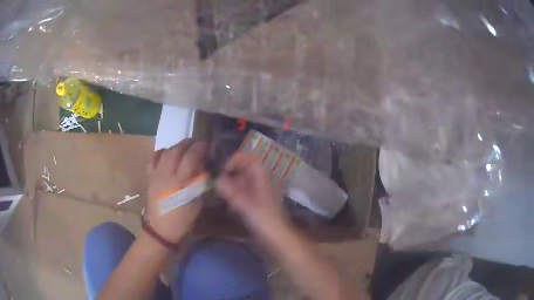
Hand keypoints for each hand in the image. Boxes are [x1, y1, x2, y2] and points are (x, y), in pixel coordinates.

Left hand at [147, 139, 207, 242]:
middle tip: (197, 143)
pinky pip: (153, 158)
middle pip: (177, 150)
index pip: (190, 157)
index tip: (207, 145)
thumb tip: (203, 166)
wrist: (160, 230)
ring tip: (185, 147)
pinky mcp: (150, 177)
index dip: (199, 148)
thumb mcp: (196, 203)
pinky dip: (161, 152)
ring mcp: (156, 175)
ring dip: (177, 146)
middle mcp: (166, 175)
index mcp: (180, 183)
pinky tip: (168, 153)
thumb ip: (199, 183)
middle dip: (189, 143)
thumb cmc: (182, 219)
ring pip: (166, 151)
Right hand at [215, 152, 284, 232]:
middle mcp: (262, 181)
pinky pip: (244, 191)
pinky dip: (235, 193)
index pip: (251, 158)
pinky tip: (228, 202)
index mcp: (263, 177)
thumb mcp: (245, 205)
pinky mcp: (257, 201)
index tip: (224, 169)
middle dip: (231, 172)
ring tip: (221, 191)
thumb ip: (230, 191)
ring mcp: (260, 191)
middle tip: (219, 181)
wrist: (277, 237)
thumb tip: (216, 180)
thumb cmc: (264, 220)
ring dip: (232, 183)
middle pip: (246, 168)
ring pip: (244, 180)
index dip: (237, 159)